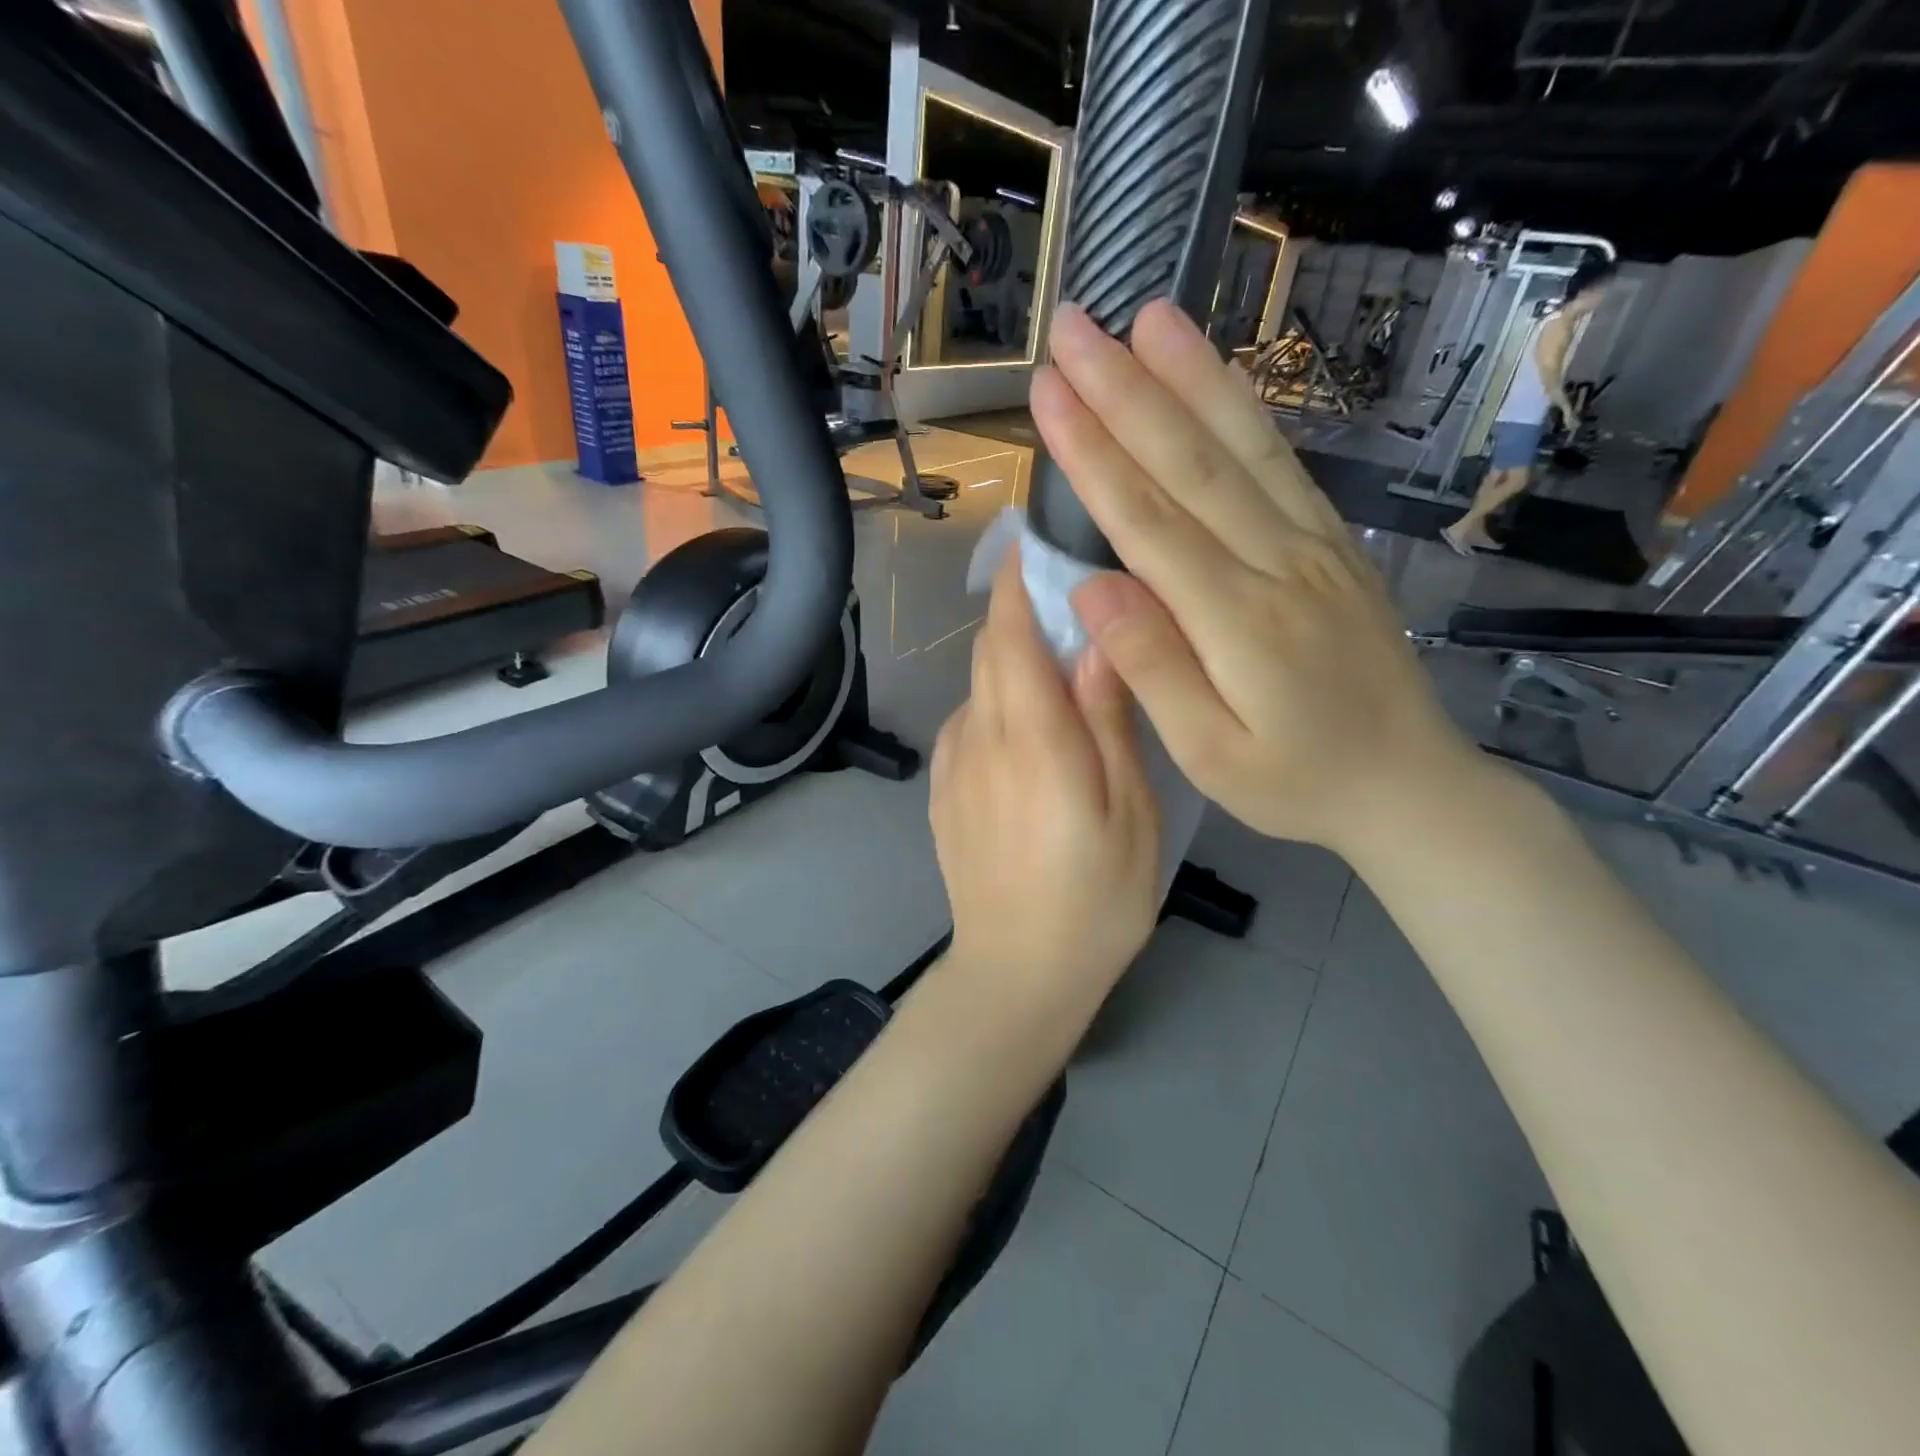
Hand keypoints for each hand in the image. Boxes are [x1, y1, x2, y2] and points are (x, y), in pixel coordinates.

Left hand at [930, 553, 1160, 1005]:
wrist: (1016, 973)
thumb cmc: (1094, 899)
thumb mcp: (1128, 812)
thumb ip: (1109, 721)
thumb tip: (1100, 641)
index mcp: (1031, 737)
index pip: (1011, 633)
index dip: (1018, 581)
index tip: (1033, 541)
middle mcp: (980, 737)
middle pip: (989, 651)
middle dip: (1020, 615)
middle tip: (1071, 608)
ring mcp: (953, 766)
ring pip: (978, 687)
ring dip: (1011, 663)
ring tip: (1060, 676)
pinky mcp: (943, 792)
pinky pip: (968, 726)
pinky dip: (996, 706)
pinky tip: (1029, 736)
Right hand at [1032, 299, 1485, 860]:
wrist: (1408, 785)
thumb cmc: (1296, 783)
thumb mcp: (1210, 755)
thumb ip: (1152, 668)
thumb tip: (1090, 586)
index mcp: (1238, 620)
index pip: (1149, 520)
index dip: (1093, 454)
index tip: (1048, 393)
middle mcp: (1277, 563)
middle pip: (1191, 463)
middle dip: (1126, 390)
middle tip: (1073, 327)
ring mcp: (1314, 544)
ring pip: (1243, 445)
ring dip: (1190, 376)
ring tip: (1146, 315)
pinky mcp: (1333, 542)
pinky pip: (1282, 463)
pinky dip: (1245, 409)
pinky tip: (1214, 374)